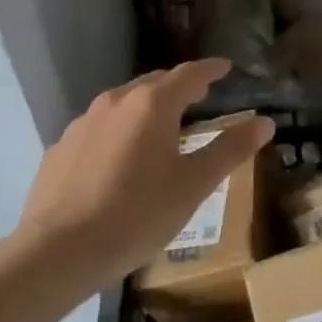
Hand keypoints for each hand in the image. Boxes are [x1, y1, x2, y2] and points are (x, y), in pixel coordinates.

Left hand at [15, 60, 275, 281]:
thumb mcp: (194, 185)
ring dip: (147, 108)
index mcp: (153, 104)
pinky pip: (99, 128)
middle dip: (180, 87)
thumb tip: (265, 122)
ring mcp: (83, 123)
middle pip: (155, 83)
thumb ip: (230, 149)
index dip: (211, 69)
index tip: (226, 67)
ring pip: (124, 103)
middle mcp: (117, 101)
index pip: (190, 74)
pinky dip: (119, 131)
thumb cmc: (137, 215)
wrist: (56, 253)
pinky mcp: (60, 147)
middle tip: (200, 97)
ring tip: (162, 127)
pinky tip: (120, 159)